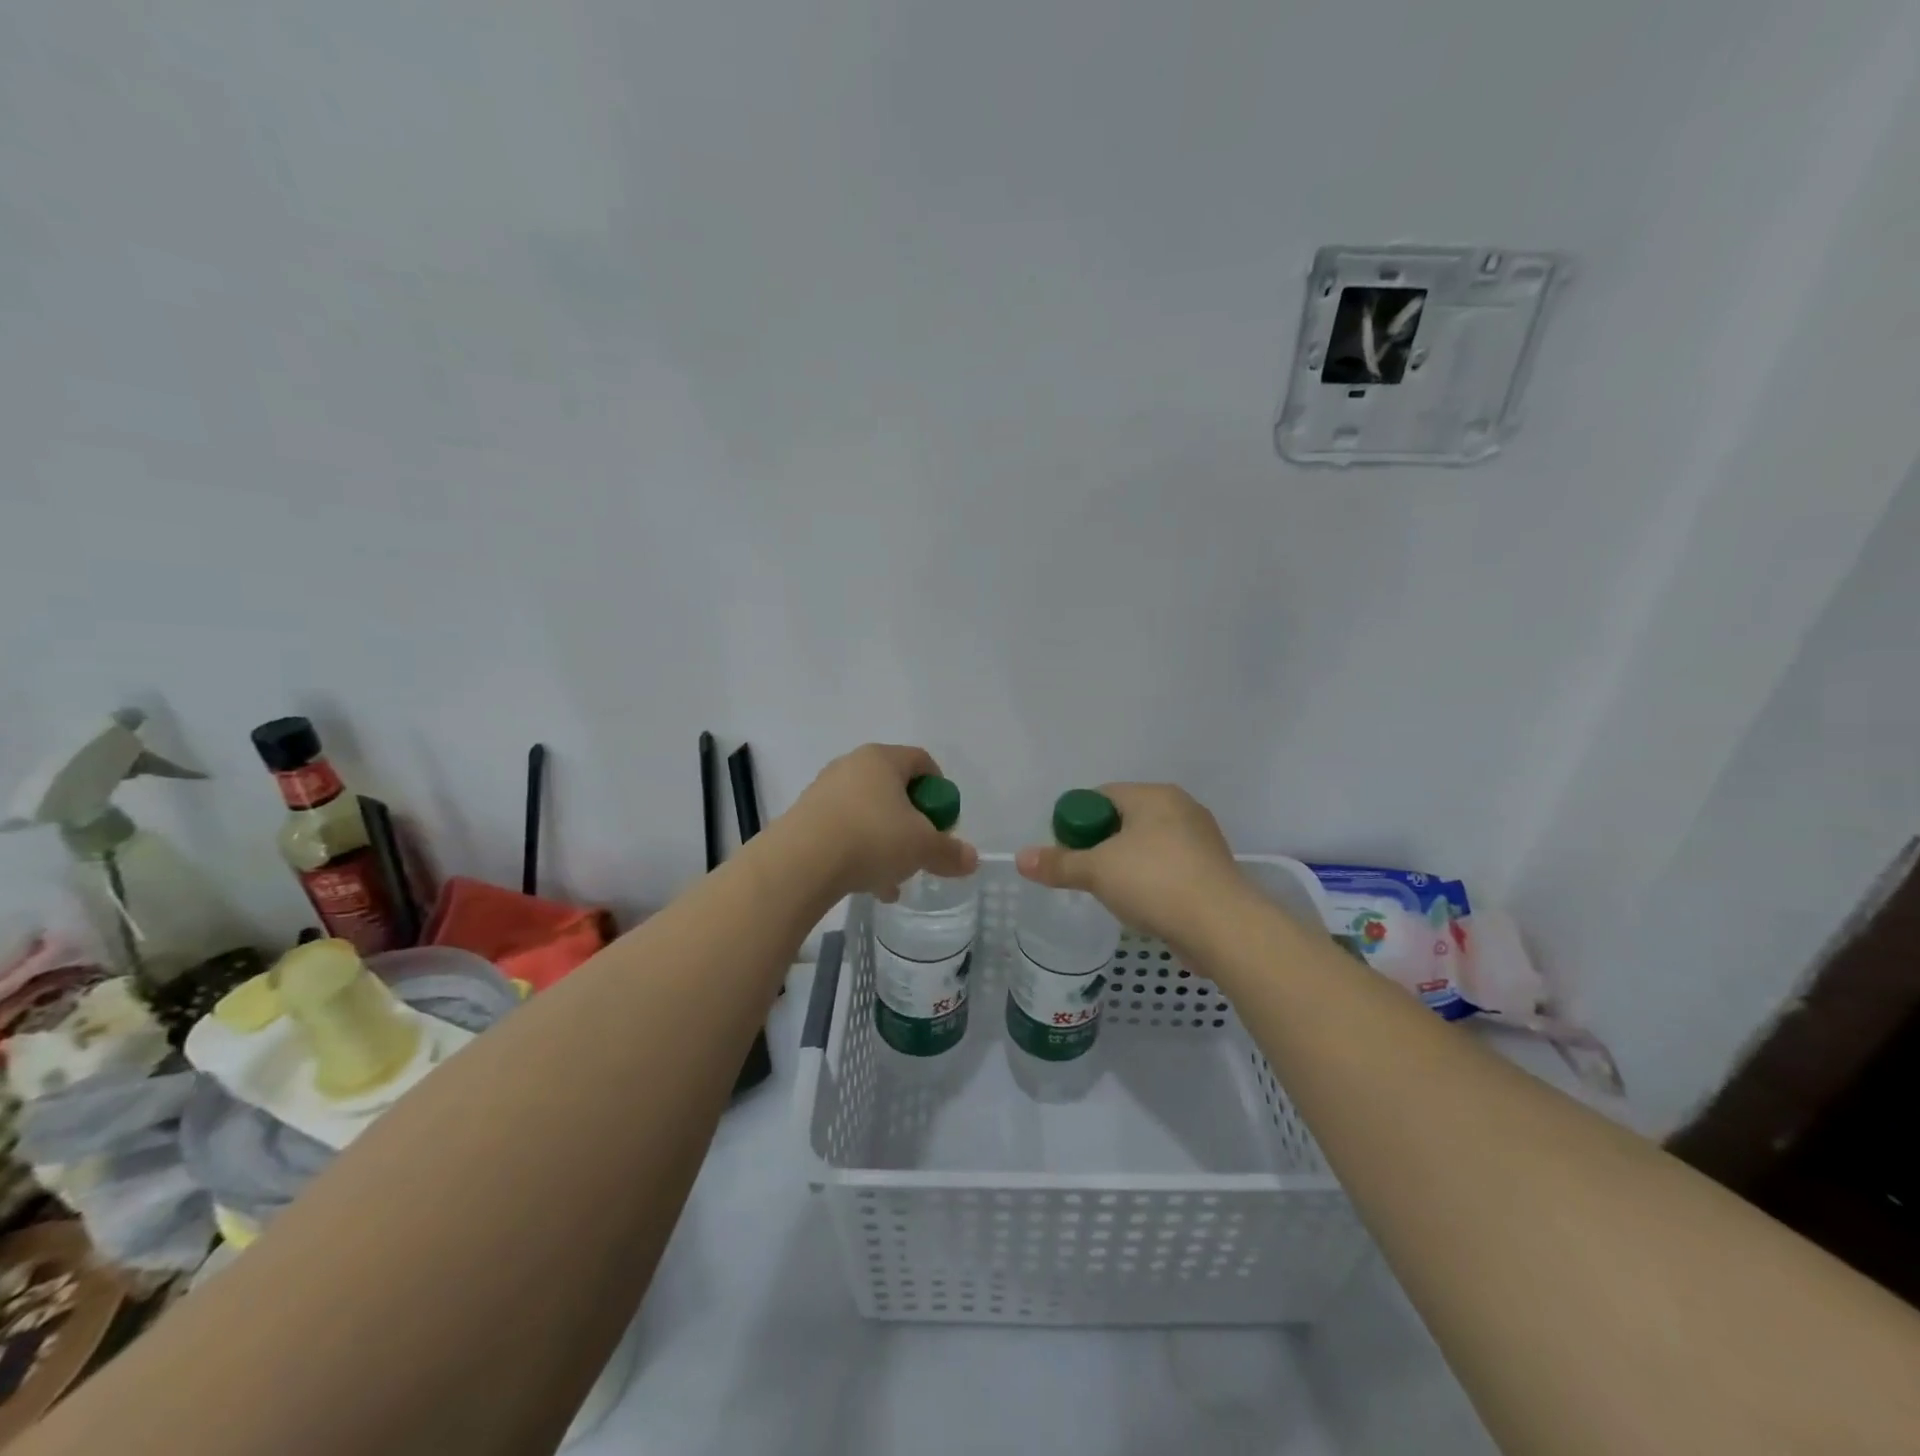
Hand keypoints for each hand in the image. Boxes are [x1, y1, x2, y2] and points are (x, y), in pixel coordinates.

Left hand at [783, 744, 978, 899]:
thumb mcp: (922, 847)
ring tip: (895, 878)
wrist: (800, 862)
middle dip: (912, 821)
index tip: (944, 821)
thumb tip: (972, 860)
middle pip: (893, 788)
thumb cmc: (871, 838)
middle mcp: (851, 766)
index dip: (939, 789)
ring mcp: (824, 791)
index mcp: (882, 759)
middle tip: (921, 848)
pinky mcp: (805, 817)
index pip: (921, 761)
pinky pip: (844, 830)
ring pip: (868, 813)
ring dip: (886, 842)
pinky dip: (860, 851)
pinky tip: (868, 884)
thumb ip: (949, 852)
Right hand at [1015, 784, 1248, 948]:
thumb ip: (1058, 863)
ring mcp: (1201, 839)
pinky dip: (1151, 880)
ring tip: (1111, 893)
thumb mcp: (1097, 871)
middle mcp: (1181, 808)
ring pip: (1147, 845)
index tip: (1065, 850)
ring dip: (1126, 865)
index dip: (1077, 821)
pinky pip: (1169, 866)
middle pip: (1124, 820)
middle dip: (1100, 846)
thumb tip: (1020, 858)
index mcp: (1154, 796)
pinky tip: (1142, 904)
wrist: (1223, 927)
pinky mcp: (1212, 870)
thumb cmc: (1155, 883)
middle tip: (1084, 874)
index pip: (1101, 796)